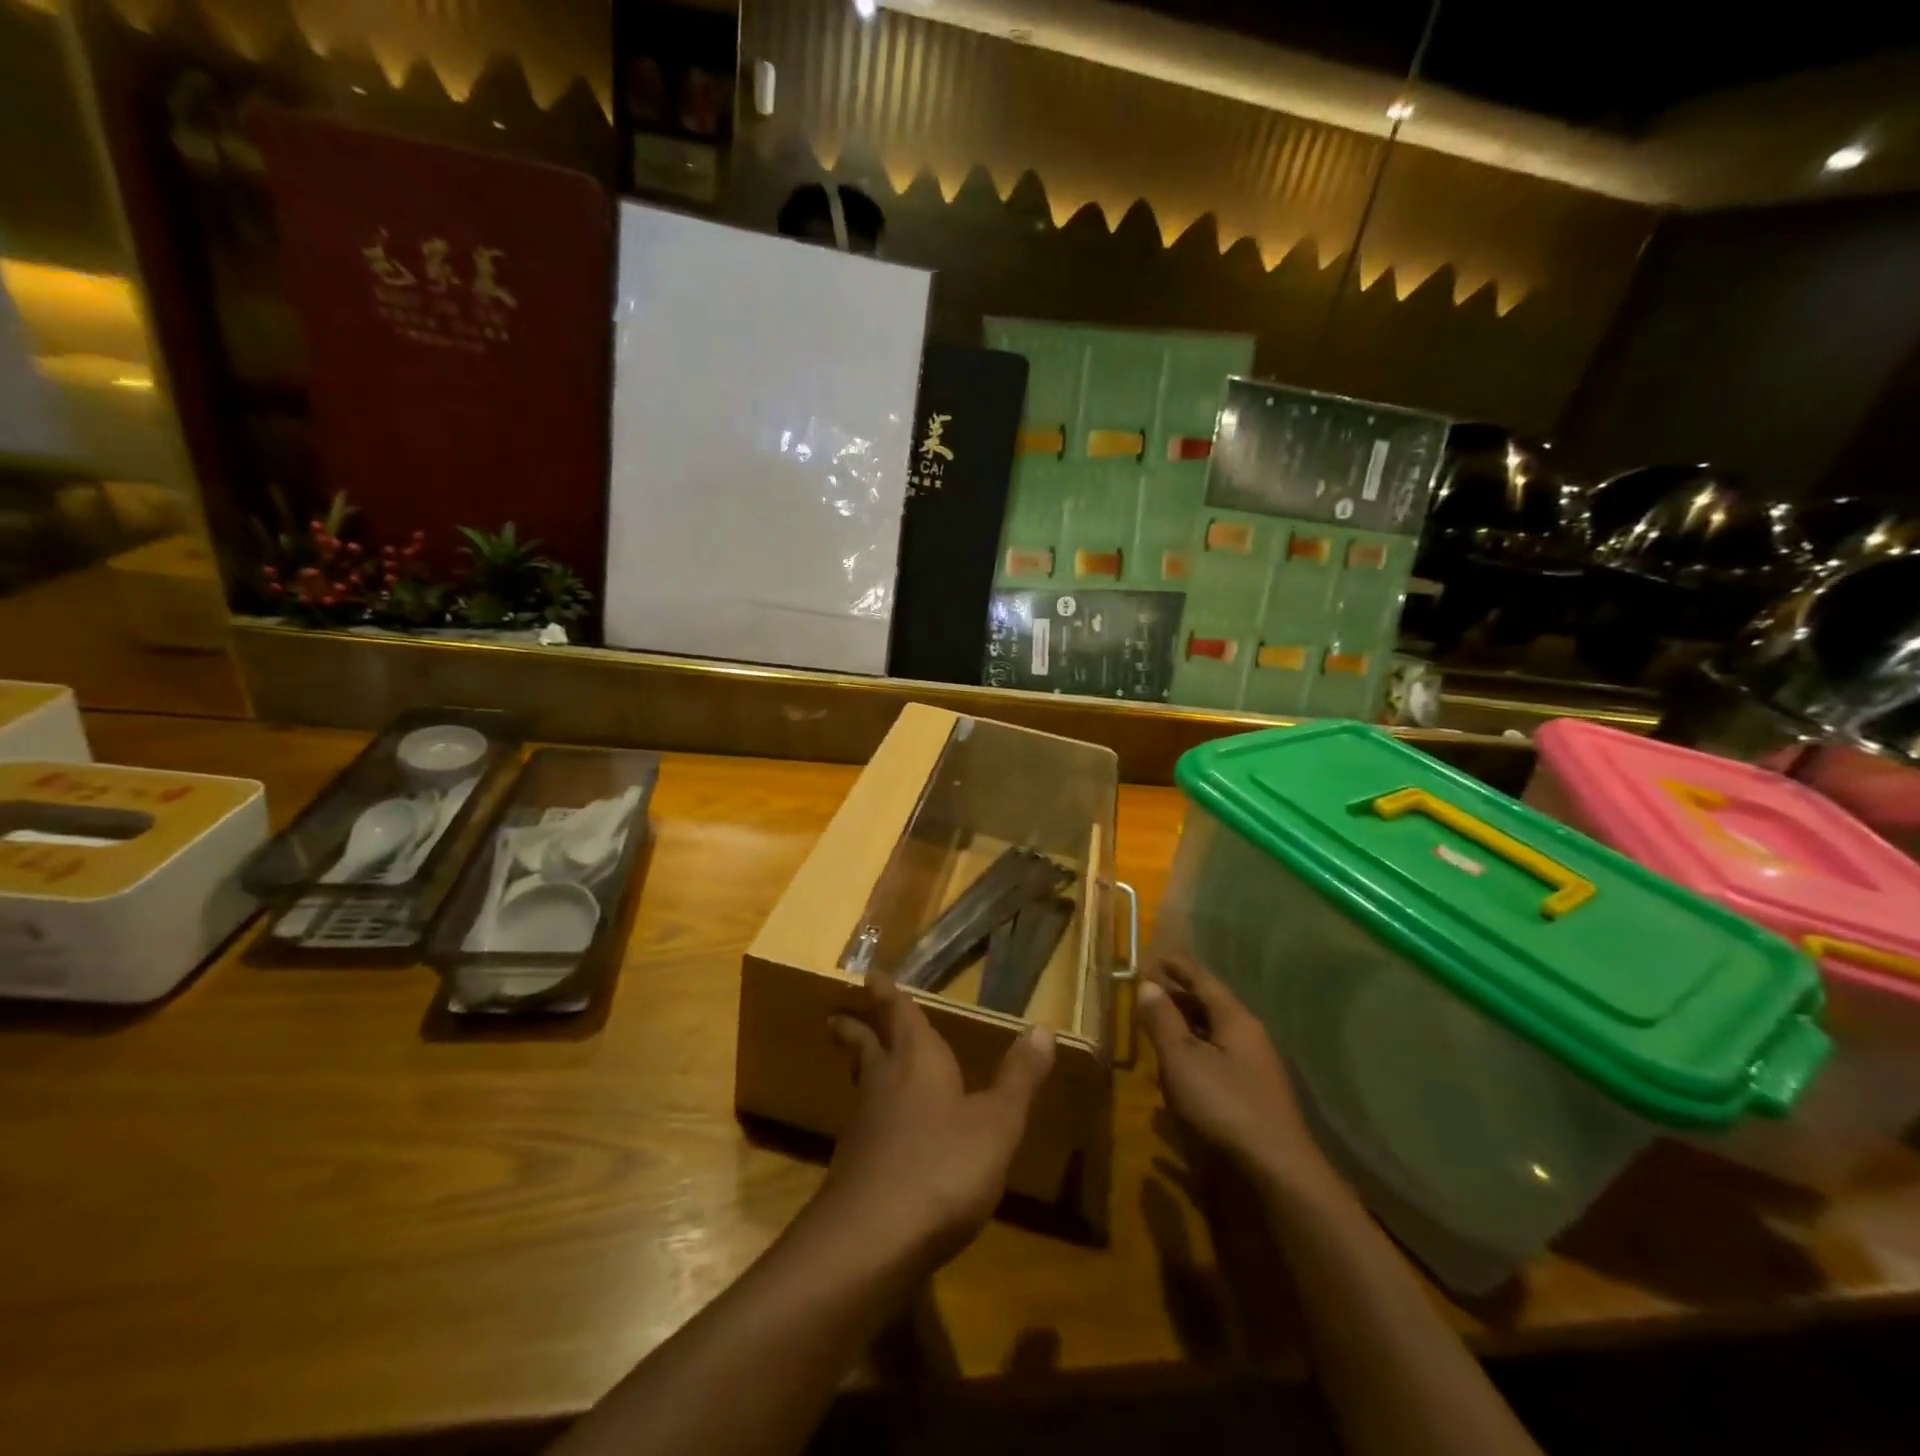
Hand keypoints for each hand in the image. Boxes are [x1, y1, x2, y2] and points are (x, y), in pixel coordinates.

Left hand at [821, 969, 1054, 1267]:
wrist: (872, 1241)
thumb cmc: (942, 1166)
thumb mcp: (997, 1123)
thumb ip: (1019, 1078)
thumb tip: (1043, 1027)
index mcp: (917, 1060)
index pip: (899, 1013)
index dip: (886, 993)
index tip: (870, 974)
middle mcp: (885, 1083)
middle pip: (865, 1045)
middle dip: (856, 1027)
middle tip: (837, 1014)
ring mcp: (865, 1127)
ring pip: (861, 1083)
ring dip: (860, 1067)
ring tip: (862, 1062)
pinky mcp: (856, 1168)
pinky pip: (864, 1124)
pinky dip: (870, 1113)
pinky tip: (882, 1132)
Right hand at [1138, 957, 1333, 1191]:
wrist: (1277, 1173)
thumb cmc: (1225, 1105)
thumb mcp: (1183, 1059)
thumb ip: (1163, 1021)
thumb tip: (1148, 985)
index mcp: (1236, 1020)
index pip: (1205, 981)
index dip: (1180, 968)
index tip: (1158, 957)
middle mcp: (1250, 1038)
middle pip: (1212, 1007)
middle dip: (1181, 997)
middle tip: (1151, 991)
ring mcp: (1255, 1070)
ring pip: (1215, 1036)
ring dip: (1187, 1028)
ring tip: (1159, 1026)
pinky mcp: (1253, 1098)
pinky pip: (1218, 1061)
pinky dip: (1196, 1056)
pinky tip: (1179, 1070)